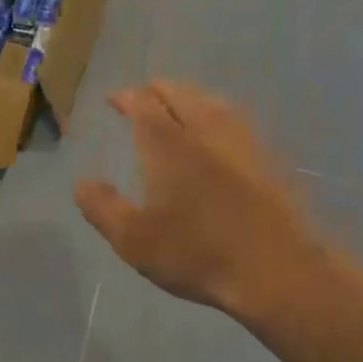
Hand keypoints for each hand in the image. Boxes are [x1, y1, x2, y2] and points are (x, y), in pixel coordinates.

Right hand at [75, 81, 344, 336]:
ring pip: (213, 102)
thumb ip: (102, 207)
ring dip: (191, 97)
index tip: (113, 99)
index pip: (143, 104)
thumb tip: (82, 182)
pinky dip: (218, 114)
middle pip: (180, 94)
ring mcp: (243, 143)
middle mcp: (205, 132)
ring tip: (181, 104)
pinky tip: (220, 132)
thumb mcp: (133, 239)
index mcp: (168, 144)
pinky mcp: (270, 160)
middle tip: (143, 95)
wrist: (280, 272)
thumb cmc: (198, 254)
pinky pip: (237, 121)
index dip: (126, 97)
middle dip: (157, 89)